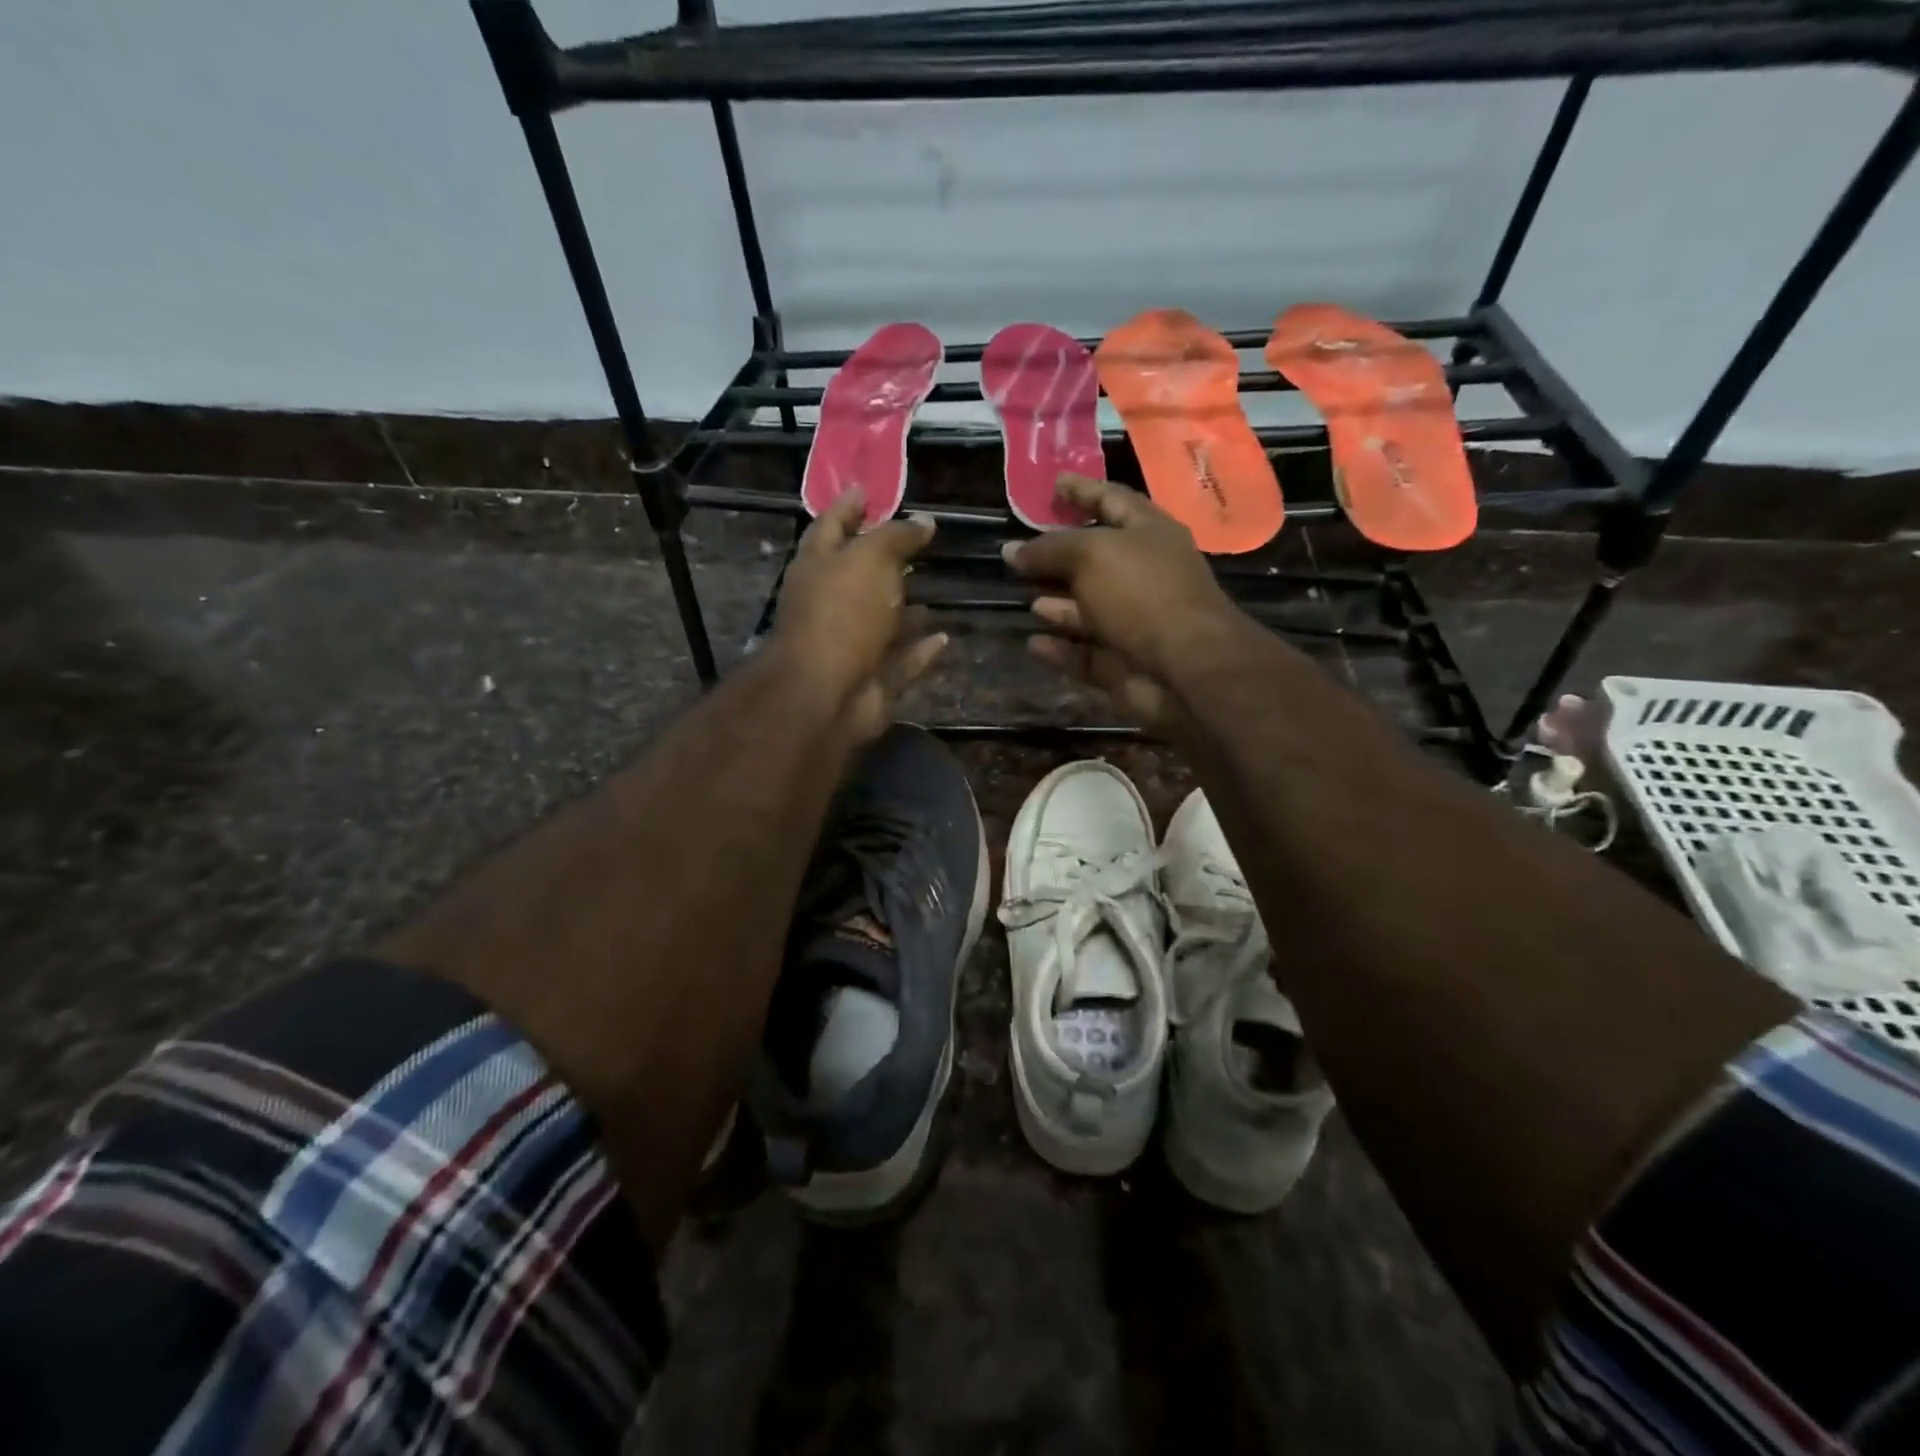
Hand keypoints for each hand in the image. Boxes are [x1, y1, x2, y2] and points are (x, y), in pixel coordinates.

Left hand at [772, 488, 948, 742]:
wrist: (825, 694)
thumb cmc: (842, 613)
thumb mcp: (870, 559)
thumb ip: (896, 537)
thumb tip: (924, 521)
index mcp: (818, 566)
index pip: (832, 524)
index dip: (850, 505)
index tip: (869, 489)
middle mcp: (830, 604)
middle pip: (858, 575)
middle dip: (884, 560)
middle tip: (917, 543)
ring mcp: (850, 646)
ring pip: (881, 622)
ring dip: (904, 610)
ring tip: (935, 590)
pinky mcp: (871, 680)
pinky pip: (900, 661)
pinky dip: (919, 650)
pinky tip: (944, 637)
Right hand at [1003, 475, 1250, 732]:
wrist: (1186, 670)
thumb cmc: (1143, 593)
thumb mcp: (1091, 555)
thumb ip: (1049, 549)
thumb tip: (1011, 550)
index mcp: (1149, 533)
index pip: (1112, 500)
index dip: (1082, 490)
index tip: (1052, 483)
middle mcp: (1144, 574)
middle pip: (1096, 559)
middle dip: (1059, 553)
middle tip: (1021, 548)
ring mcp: (1135, 622)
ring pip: (1088, 609)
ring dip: (1058, 603)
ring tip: (1023, 595)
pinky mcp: (1123, 663)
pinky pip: (1084, 653)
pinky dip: (1059, 648)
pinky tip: (1033, 643)